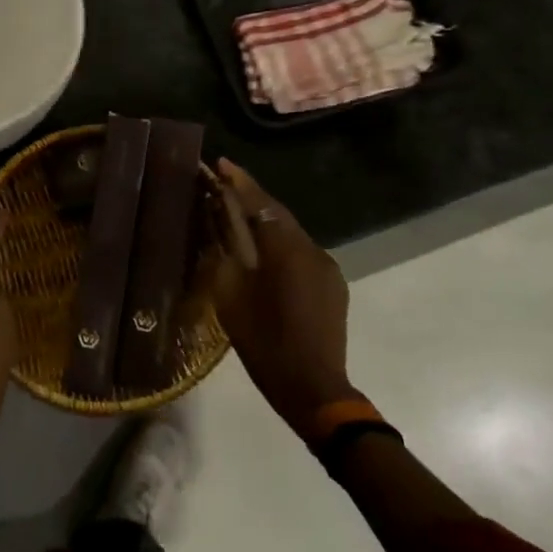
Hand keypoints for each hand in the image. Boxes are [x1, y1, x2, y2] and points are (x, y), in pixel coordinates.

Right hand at [213, 160, 358, 436]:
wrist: (314, 389)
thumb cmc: (265, 343)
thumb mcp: (231, 297)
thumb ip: (226, 254)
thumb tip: (220, 224)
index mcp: (285, 250)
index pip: (260, 203)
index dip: (239, 182)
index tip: (221, 162)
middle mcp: (311, 249)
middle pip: (277, 214)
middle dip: (251, 197)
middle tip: (223, 183)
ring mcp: (326, 267)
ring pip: (290, 232)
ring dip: (265, 221)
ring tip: (238, 215)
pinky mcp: (332, 285)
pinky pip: (301, 252)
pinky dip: (280, 243)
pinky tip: (264, 252)